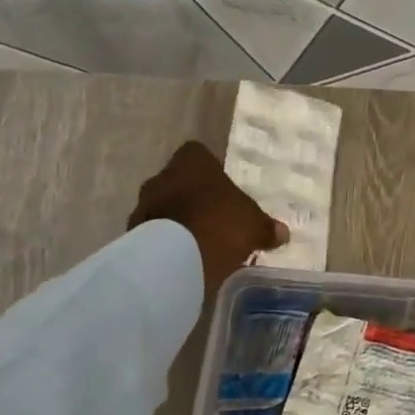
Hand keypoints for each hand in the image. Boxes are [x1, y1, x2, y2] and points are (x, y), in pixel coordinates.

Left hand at [129, 141, 287, 302]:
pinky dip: (164, 242)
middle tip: (211, 216)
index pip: (197, 153)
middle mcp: (162, 177)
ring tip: (196, 241)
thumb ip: (266, 227)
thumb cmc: (220, 225)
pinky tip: (181, 258)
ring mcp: (143, 206)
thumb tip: (282, 233)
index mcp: (192, 162)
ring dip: (175, 219)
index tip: (220, 187)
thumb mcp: (253, 226)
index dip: (208, 169)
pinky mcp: (132, 235)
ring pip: (162, 207)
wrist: (174, 260)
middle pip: (177, 180)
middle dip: (191, 196)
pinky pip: (152, 233)